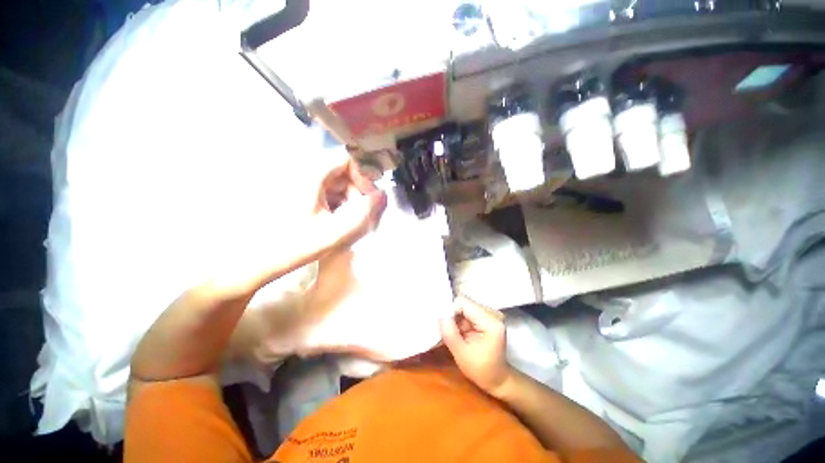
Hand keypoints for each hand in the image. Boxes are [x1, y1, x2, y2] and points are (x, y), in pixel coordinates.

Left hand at [132, 150, 385, 383]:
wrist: (241, 269)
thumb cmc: (285, 249)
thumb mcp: (328, 235)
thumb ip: (357, 216)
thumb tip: (382, 197)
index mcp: (308, 179)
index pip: (344, 160)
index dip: (361, 177)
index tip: (368, 201)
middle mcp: (300, 178)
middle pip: (340, 173)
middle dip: (356, 193)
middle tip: (360, 218)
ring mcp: (296, 190)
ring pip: (332, 186)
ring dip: (347, 202)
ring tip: (348, 225)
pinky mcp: (293, 202)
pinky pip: (323, 197)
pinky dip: (335, 208)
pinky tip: (333, 227)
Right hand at [439, 296, 512, 397]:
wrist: (498, 379)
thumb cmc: (481, 370)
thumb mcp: (462, 355)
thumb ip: (450, 333)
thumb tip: (440, 315)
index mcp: (490, 322)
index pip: (463, 303)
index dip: (450, 311)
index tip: (443, 326)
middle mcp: (492, 312)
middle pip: (464, 303)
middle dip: (452, 315)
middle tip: (446, 330)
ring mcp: (490, 313)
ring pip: (464, 306)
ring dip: (455, 318)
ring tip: (454, 333)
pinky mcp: (486, 316)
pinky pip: (467, 311)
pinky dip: (460, 320)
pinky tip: (459, 332)